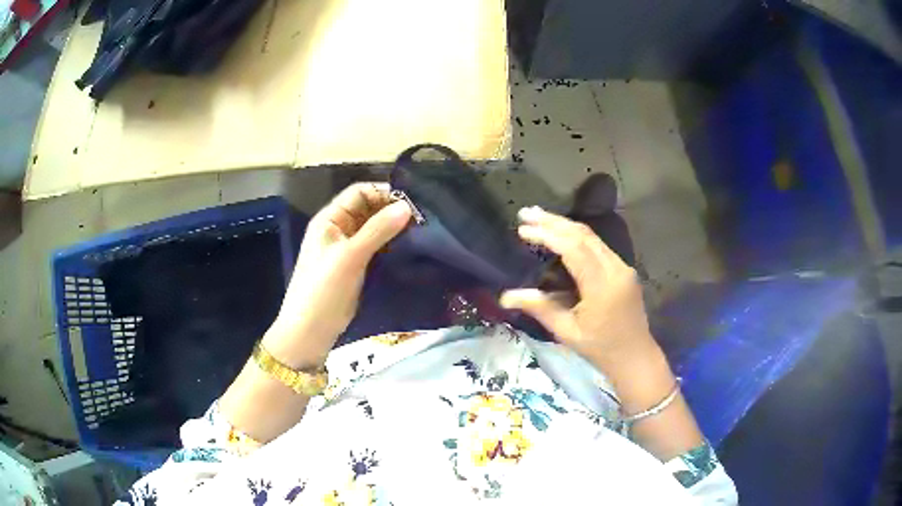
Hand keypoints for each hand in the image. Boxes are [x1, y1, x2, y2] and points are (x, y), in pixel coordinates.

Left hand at [265, 183, 411, 366]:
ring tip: (421, 232)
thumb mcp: (350, 256)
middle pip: (368, 209)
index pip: (359, 192)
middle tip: (422, 219)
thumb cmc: (324, 289)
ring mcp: (347, 249)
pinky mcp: (356, 267)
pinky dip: (391, 245)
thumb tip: (407, 206)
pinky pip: (376, 248)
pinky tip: (410, 248)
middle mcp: (339, 229)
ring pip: (374, 229)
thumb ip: (377, 230)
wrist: (310, 331)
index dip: (383, 193)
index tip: (412, 202)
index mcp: (330, 219)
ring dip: (394, 228)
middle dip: (392, 210)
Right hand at [500, 206, 656, 370]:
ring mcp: (622, 267)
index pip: (573, 248)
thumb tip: (504, 297)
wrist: (634, 356)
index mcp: (602, 285)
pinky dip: (576, 236)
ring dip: (564, 225)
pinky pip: (598, 246)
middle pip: (583, 234)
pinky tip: (560, 234)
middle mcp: (615, 268)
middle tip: (525, 213)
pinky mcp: (623, 269)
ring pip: (592, 236)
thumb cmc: (600, 349)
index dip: (547, 235)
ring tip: (538, 217)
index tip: (522, 230)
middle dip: (553, 221)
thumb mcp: (567, 332)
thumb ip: (539, 308)